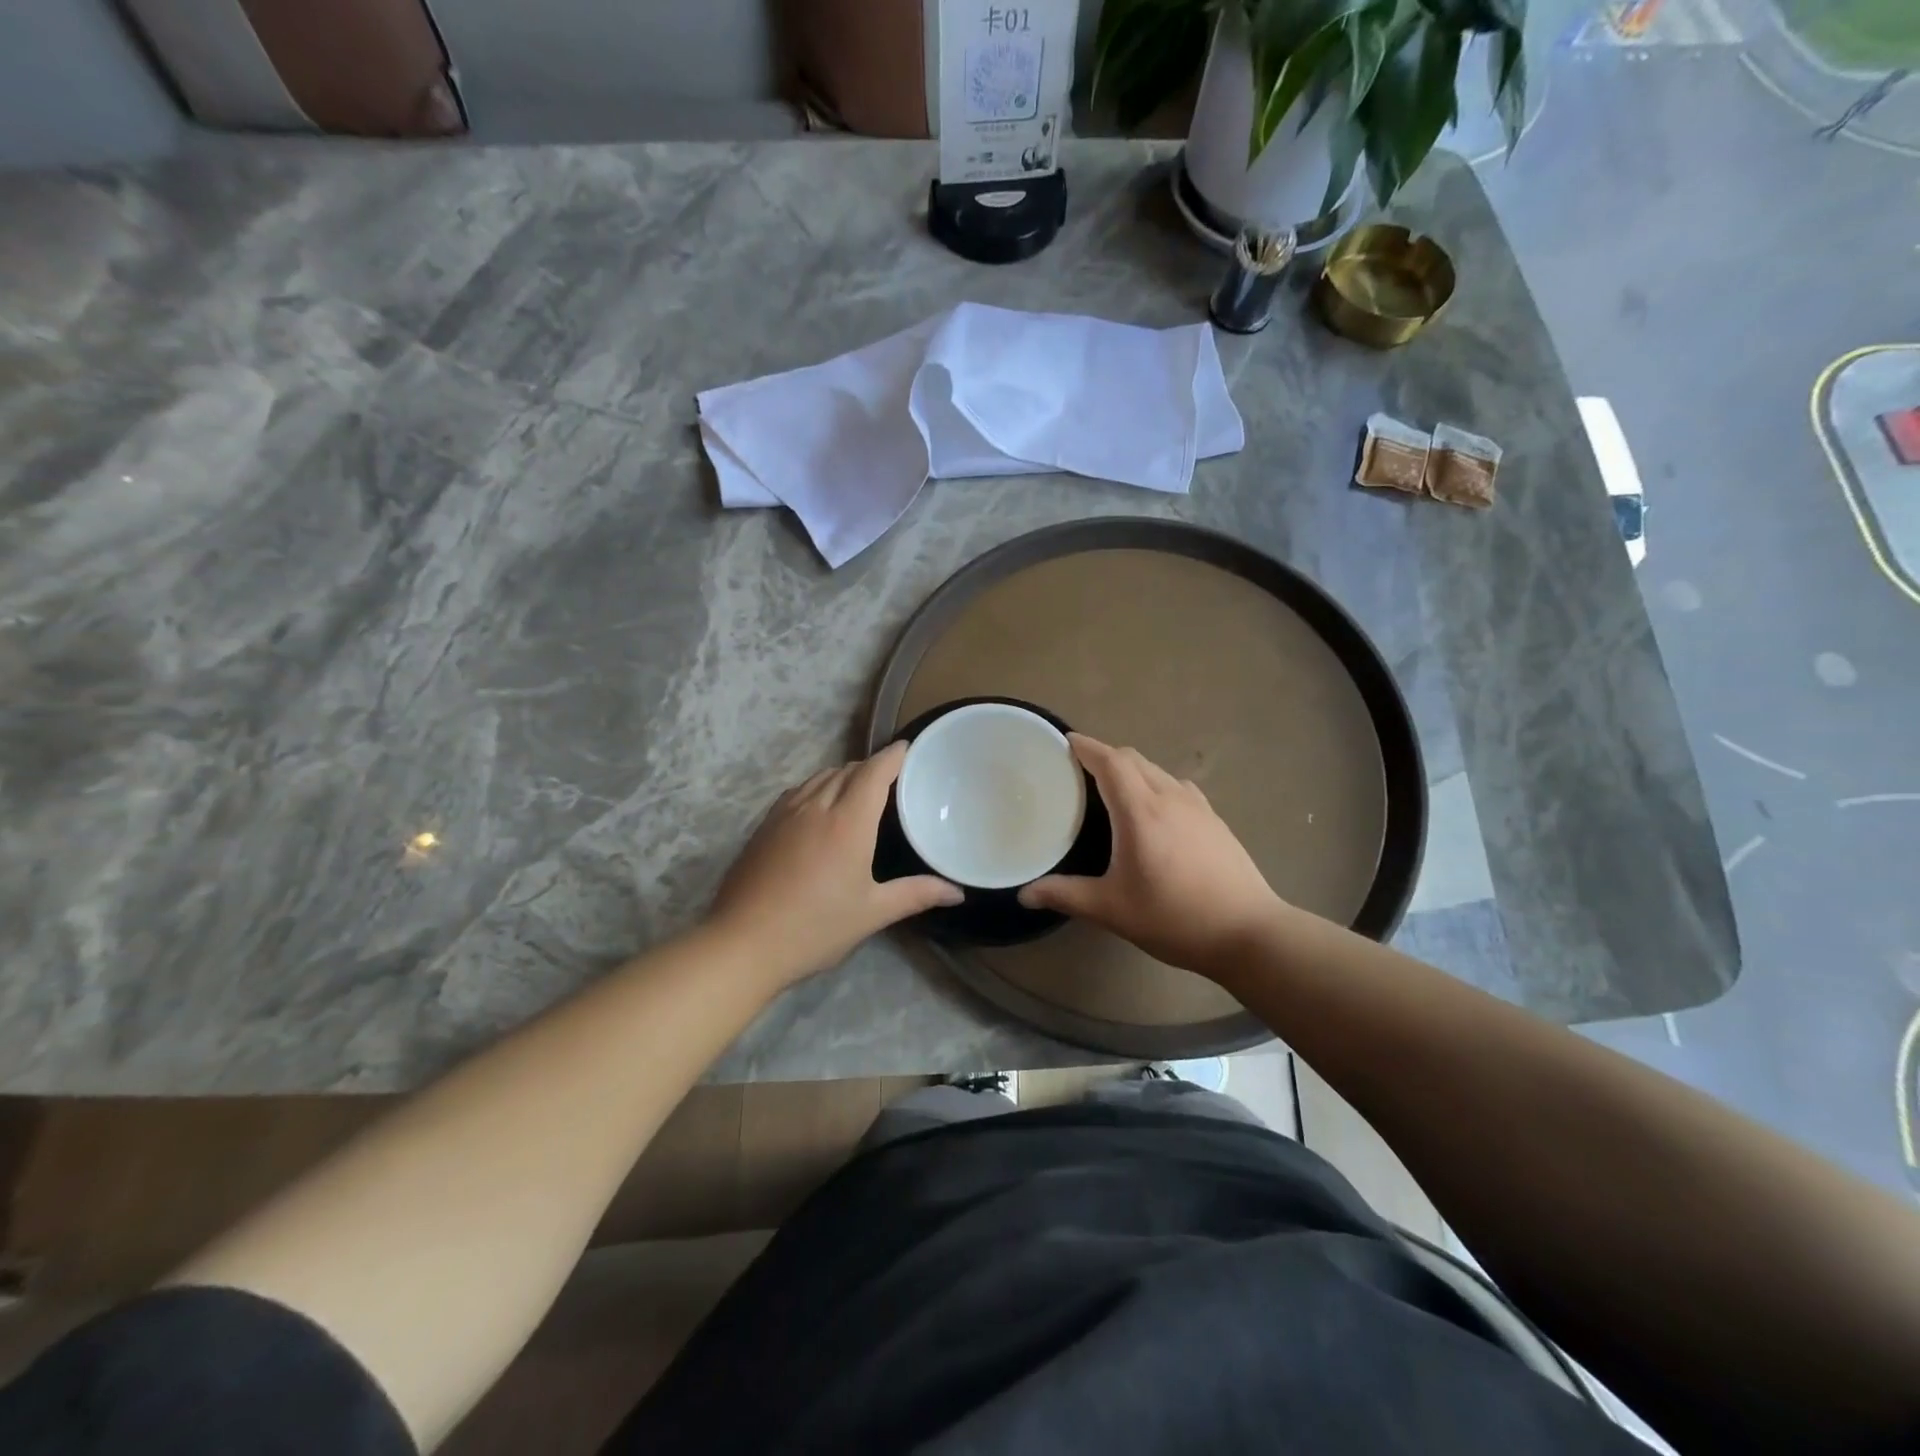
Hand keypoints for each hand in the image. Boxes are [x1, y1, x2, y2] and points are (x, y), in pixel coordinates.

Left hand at [709, 742, 961, 986]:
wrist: (742, 943)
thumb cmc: (815, 927)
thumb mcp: (872, 913)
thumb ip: (916, 894)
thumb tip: (957, 892)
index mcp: (847, 822)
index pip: (874, 772)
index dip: (893, 756)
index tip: (908, 749)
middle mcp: (816, 806)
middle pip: (847, 770)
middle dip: (871, 767)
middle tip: (892, 779)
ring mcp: (785, 813)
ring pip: (820, 777)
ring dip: (843, 775)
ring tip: (858, 791)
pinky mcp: (764, 826)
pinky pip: (798, 791)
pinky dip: (818, 787)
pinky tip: (819, 808)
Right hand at [1019, 734, 1286, 977]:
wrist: (1248, 932)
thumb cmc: (1174, 917)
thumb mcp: (1112, 909)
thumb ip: (1065, 895)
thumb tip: (1025, 894)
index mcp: (1140, 811)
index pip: (1111, 761)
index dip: (1087, 747)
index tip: (1067, 741)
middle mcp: (1170, 798)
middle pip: (1134, 759)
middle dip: (1106, 755)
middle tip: (1080, 769)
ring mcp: (1198, 807)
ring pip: (1158, 771)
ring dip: (1132, 769)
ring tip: (1113, 788)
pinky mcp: (1215, 821)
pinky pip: (1177, 786)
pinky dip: (1156, 784)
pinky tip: (1154, 811)